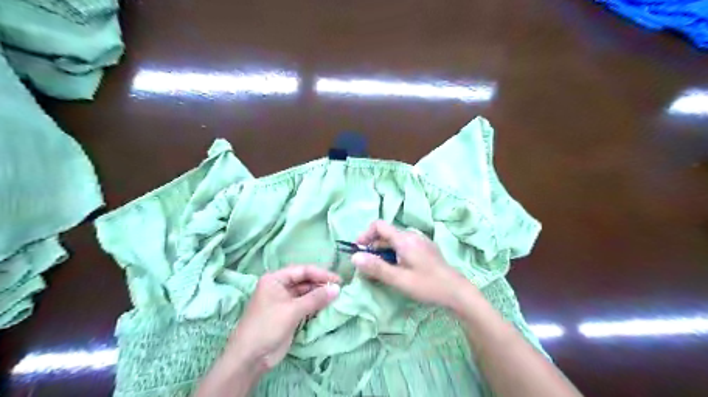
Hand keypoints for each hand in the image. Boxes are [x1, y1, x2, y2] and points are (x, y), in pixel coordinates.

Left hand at [224, 265, 339, 370]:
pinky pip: (306, 304)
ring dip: (320, 295)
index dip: (321, 274)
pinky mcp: (289, 313)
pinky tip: (328, 306)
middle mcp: (280, 286)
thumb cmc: (267, 326)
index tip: (338, 280)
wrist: (250, 357)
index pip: (303, 270)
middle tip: (340, 289)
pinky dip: (316, 305)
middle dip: (321, 284)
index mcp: (275, 279)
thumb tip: (337, 288)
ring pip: (306, 293)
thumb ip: (316, 298)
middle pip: (305, 280)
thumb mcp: (292, 310)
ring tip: (337, 297)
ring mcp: (284, 300)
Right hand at [349, 220, 471, 309]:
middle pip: (386, 234)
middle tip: (367, 266)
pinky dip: (394, 254)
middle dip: (373, 247)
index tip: (358, 250)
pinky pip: (404, 246)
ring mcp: (420, 241)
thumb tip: (354, 257)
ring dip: (383, 252)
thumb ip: (376, 267)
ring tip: (380, 271)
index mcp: (404, 239)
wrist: (457, 291)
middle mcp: (412, 235)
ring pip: (395, 241)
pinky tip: (397, 270)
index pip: (379, 225)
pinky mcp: (425, 249)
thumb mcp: (399, 279)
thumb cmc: (427, 285)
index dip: (365, 235)